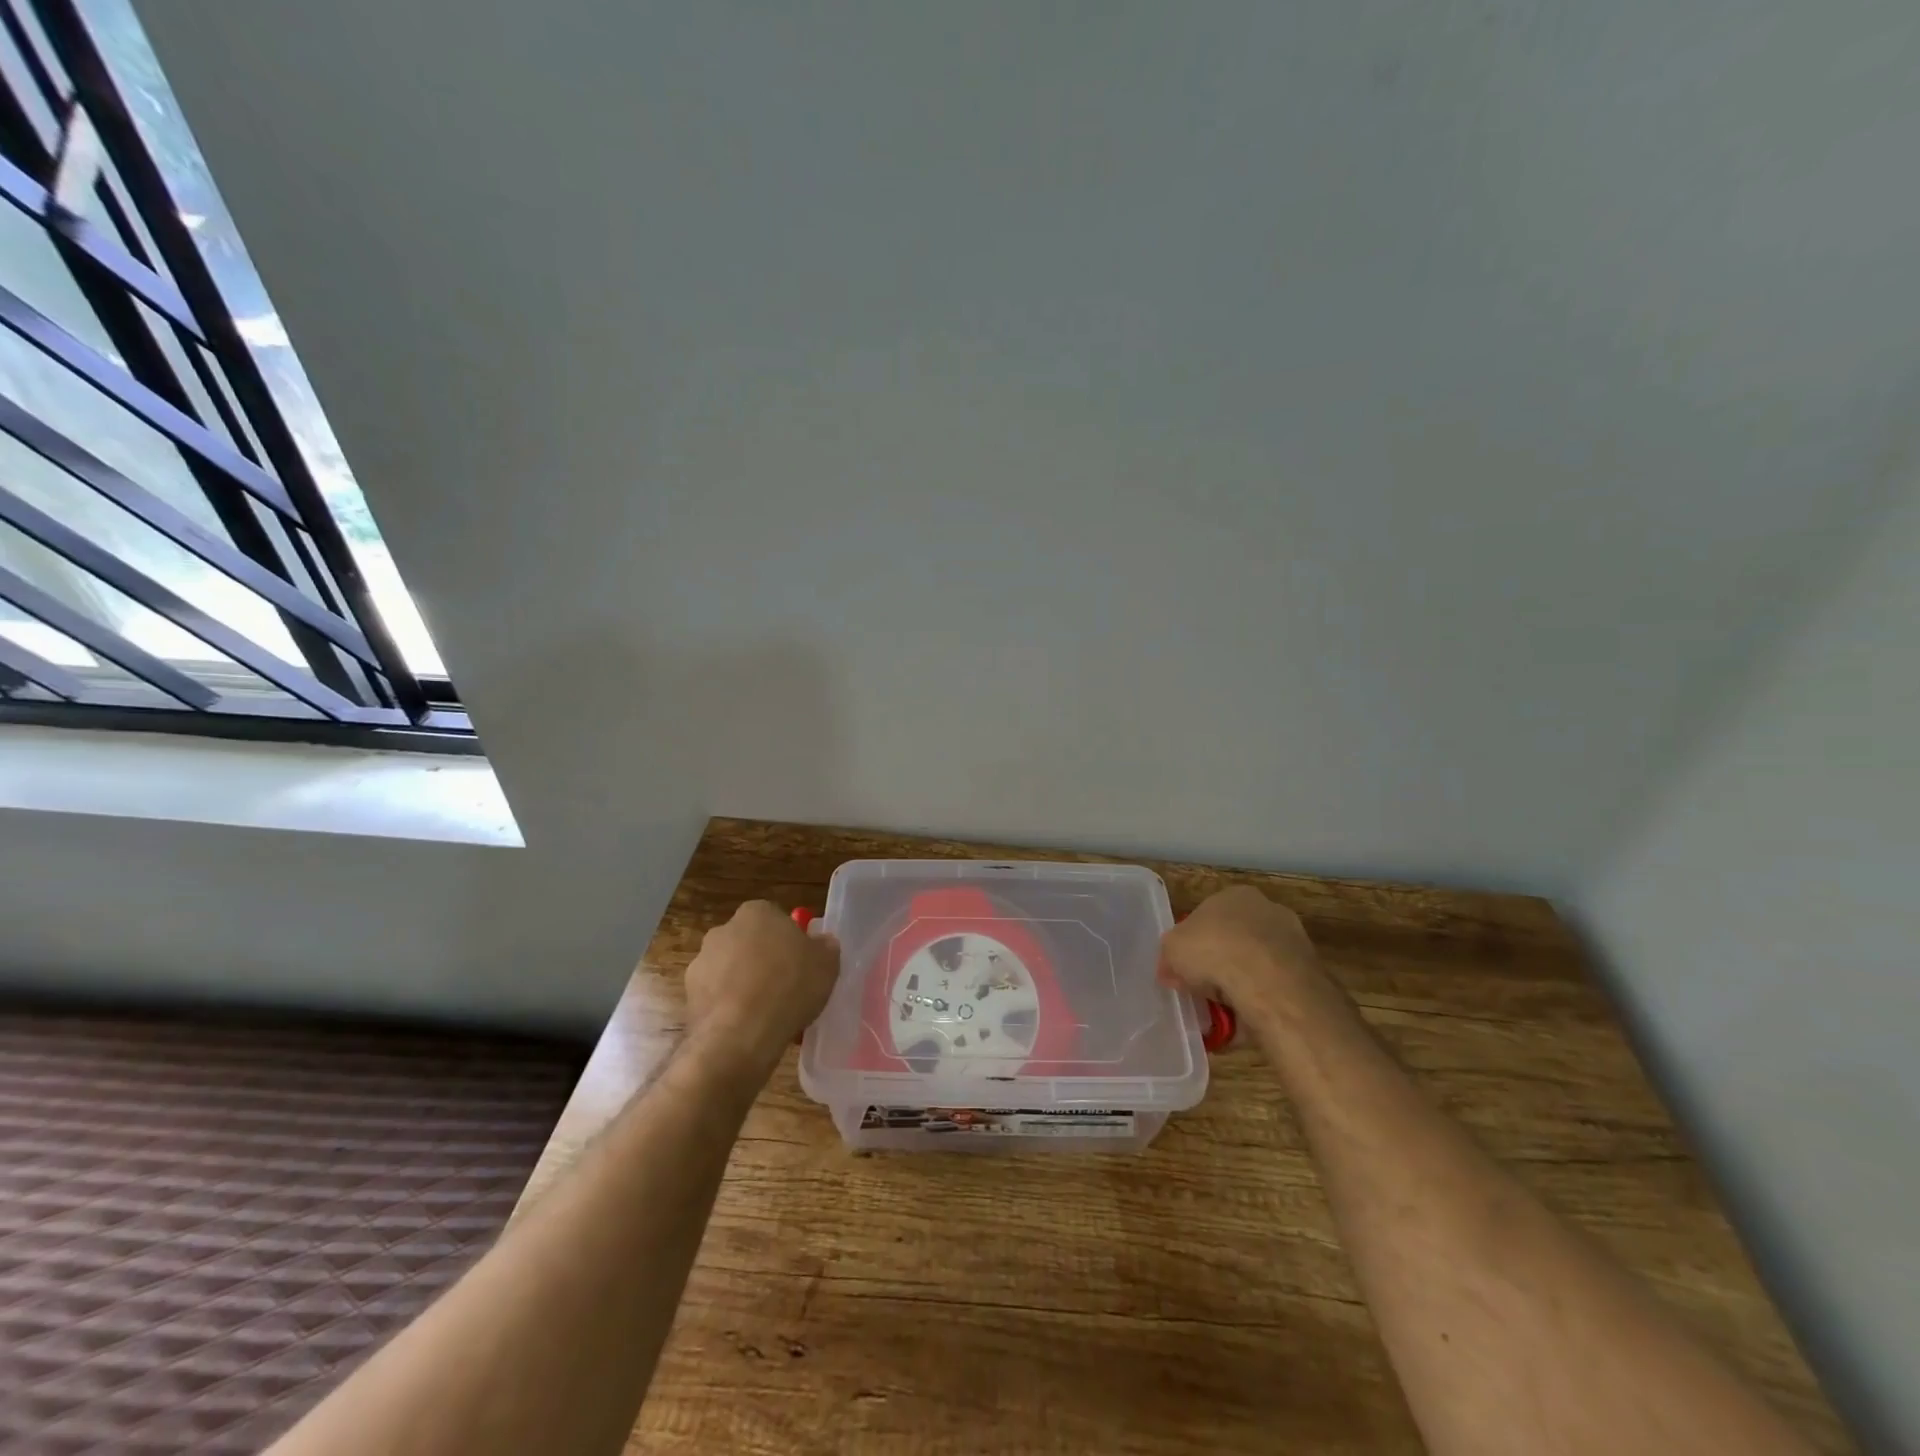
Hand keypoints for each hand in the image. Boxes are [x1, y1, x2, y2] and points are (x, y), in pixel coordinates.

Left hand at [684, 901, 839, 1076]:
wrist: (741, 1034)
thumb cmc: (789, 986)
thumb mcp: (827, 964)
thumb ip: (825, 947)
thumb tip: (822, 943)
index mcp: (756, 912)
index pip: (775, 918)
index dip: (789, 941)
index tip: (800, 963)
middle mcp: (723, 930)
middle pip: (750, 943)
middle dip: (763, 961)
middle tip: (786, 987)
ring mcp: (701, 963)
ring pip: (731, 971)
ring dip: (744, 985)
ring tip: (768, 1014)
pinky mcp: (688, 996)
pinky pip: (718, 998)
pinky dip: (730, 1008)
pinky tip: (749, 1028)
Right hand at [1159, 886, 1321, 1016]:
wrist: (1269, 983)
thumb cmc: (1214, 950)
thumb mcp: (1171, 949)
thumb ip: (1170, 956)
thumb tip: (1171, 971)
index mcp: (1235, 895)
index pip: (1210, 915)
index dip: (1194, 943)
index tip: (1185, 968)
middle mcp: (1268, 911)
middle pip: (1236, 940)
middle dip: (1220, 964)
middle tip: (1203, 989)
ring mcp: (1293, 943)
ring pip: (1257, 967)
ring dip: (1241, 986)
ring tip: (1222, 1013)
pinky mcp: (1308, 975)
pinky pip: (1273, 991)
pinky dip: (1260, 1005)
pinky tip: (1244, 1022)